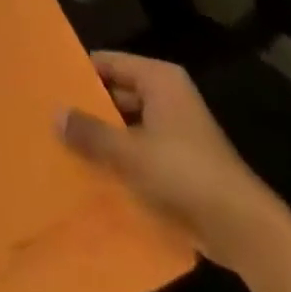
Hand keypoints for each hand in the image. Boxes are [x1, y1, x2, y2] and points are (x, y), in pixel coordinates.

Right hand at [58, 50, 282, 267]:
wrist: (242, 228)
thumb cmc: (184, 173)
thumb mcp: (130, 152)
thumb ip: (91, 132)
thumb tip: (55, 113)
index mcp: (159, 79)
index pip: (109, 63)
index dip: (80, 72)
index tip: (48, 84)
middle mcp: (167, 96)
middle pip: (117, 93)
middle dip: (87, 108)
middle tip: (48, 118)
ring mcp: (174, 130)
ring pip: (127, 125)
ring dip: (102, 138)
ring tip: (61, 147)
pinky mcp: (179, 162)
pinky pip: (139, 151)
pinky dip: (119, 160)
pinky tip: (91, 175)